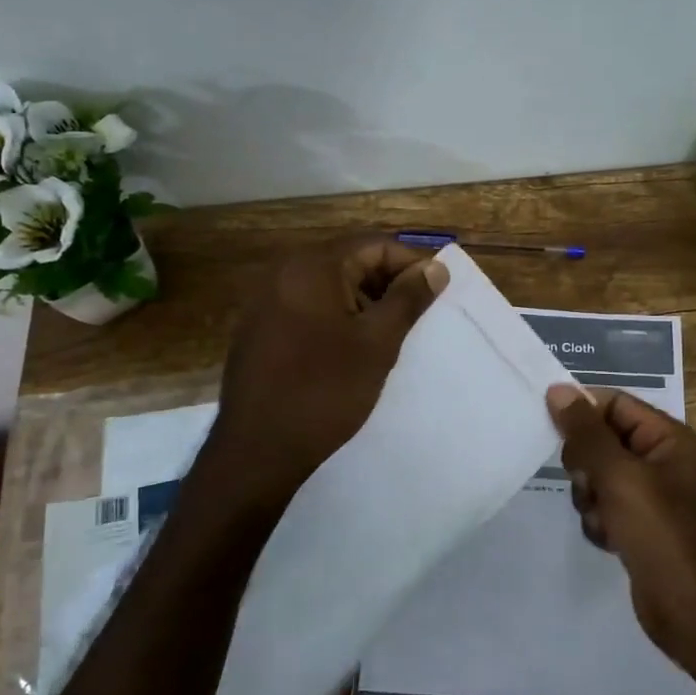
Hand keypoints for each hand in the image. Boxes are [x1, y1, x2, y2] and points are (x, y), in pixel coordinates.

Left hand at [207, 238, 448, 500]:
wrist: (258, 450)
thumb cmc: (325, 391)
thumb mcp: (377, 344)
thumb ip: (408, 299)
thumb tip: (434, 269)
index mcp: (312, 267)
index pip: (373, 244)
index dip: (411, 262)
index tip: (437, 290)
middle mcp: (282, 273)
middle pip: (348, 260)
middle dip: (387, 281)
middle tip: (417, 314)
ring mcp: (264, 302)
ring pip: (328, 286)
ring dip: (363, 301)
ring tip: (389, 334)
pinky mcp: (257, 329)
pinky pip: (306, 307)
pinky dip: (336, 317)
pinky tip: (351, 348)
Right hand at [546, 386, 695, 669]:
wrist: (692, 611)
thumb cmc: (661, 533)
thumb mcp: (619, 476)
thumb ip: (585, 432)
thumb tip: (557, 390)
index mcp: (670, 439)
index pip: (616, 405)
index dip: (582, 411)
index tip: (548, 423)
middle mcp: (663, 461)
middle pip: (602, 440)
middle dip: (587, 465)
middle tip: (592, 484)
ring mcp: (652, 496)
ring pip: (597, 476)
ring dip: (591, 497)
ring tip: (607, 519)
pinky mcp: (640, 525)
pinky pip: (604, 506)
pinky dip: (600, 521)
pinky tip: (612, 541)